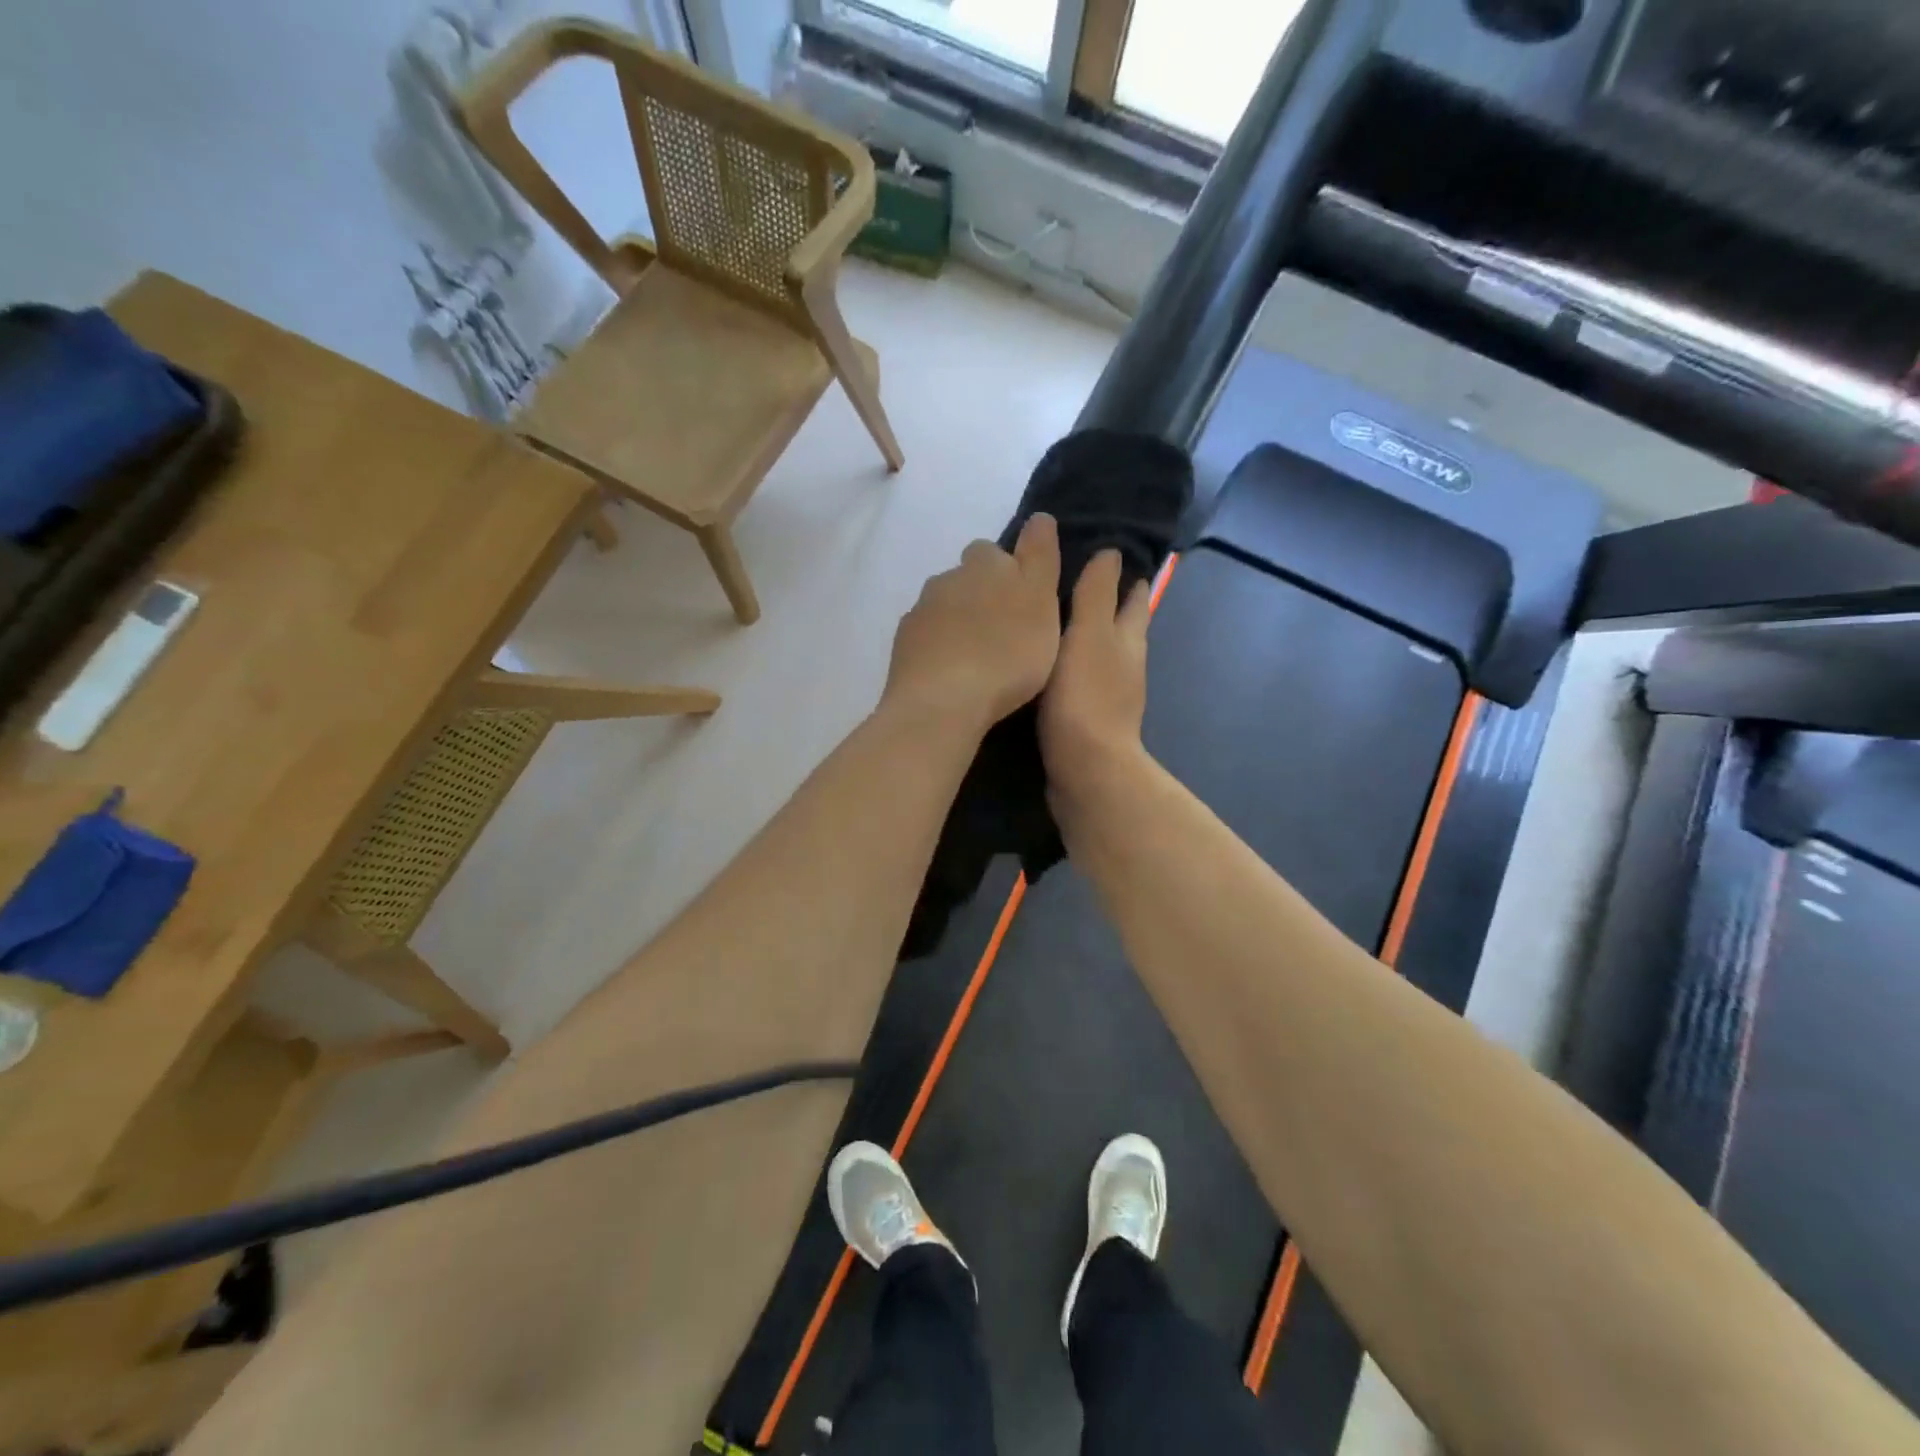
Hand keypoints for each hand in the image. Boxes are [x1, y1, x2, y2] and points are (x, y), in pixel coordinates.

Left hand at [883, 514, 1062, 732]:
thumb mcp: (1041, 601)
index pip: (994, 551)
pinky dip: (938, 647)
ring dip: (958, 622)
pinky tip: (951, 673)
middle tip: (1003, 630)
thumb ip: (1040, 557)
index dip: (1009, 571)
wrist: (943, 702)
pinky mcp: (903, 645)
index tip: (1022, 600)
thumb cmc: (1006, 652)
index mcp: (984, 564)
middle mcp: (947, 578)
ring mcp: (920, 612)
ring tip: (978, 656)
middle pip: (965, 577)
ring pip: (943, 606)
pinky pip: (926, 637)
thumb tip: (1038, 517)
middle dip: (981, 596)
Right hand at [1039, 549, 1151, 798]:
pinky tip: (1048, 667)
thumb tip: (1112, 553)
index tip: (1109, 555)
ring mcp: (1110, 696)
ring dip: (1086, 637)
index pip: (1134, 599)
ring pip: (1101, 655)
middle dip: (1109, 605)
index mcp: (1128, 641)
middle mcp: (1125, 665)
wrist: (1085, 770)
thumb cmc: (1086, 697)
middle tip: (1077, 583)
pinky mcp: (1089, 720)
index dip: (1127, 578)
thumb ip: (1096, 595)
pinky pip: (1081, 682)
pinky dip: (1070, 667)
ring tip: (1056, 621)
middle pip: (1122, 627)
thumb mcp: (1088, 635)